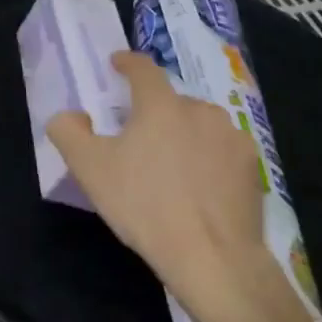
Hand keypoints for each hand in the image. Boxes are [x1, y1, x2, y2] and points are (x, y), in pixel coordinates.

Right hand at [47, 51, 279, 321]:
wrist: (214, 258)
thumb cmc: (145, 206)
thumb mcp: (89, 169)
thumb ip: (69, 131)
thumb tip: (70, 115)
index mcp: (160, 104)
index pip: (143, 68)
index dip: (127, 63)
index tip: (117, 64)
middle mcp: (200, 109)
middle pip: (171, 101)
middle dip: (154, 111)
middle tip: (139, 137)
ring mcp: (232, 137)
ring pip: (199, 124)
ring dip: (184, 134)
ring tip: (171, 166)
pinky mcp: (252, 167)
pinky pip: (222, 150)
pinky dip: (209, 158)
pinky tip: (200, 186)